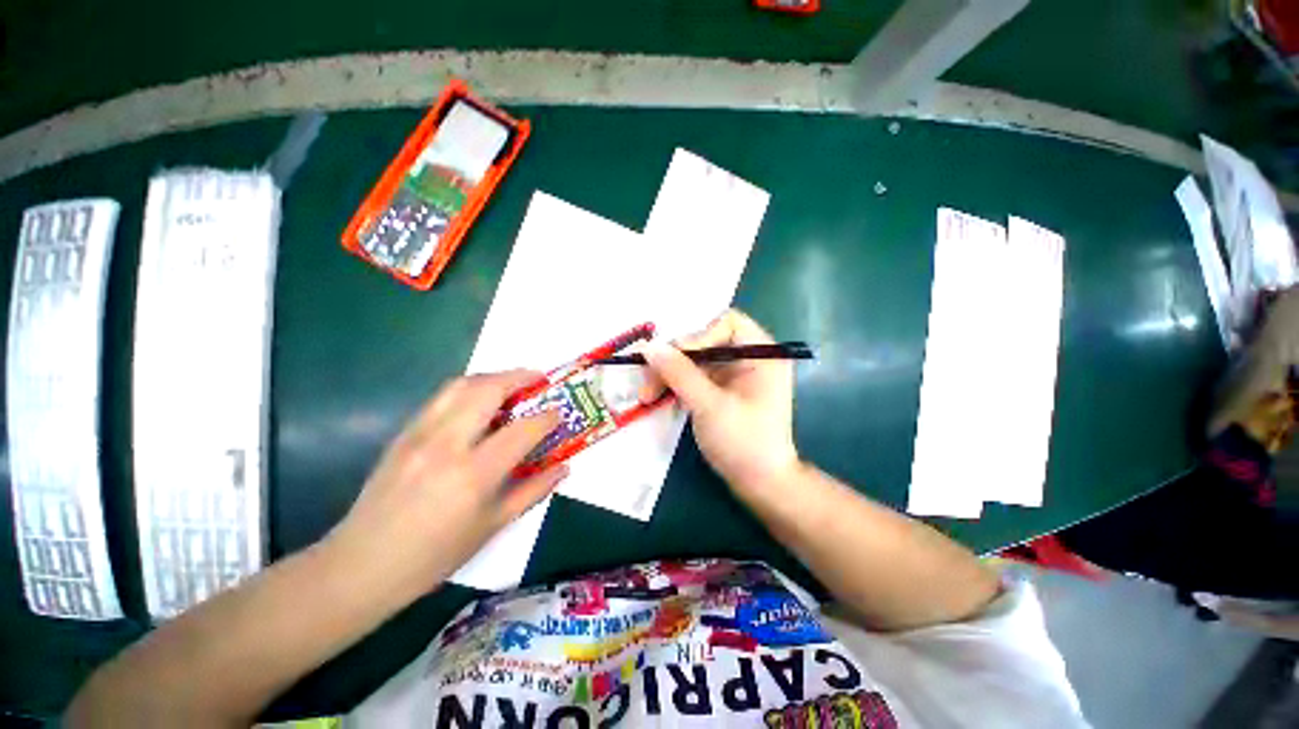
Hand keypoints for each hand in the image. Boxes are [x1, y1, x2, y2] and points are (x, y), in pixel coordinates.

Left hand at [327, 371, 565, 597]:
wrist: (362, 565)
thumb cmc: (435, 554)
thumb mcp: (493, 526)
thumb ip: (534, 490)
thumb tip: (564, 468)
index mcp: (473, 474)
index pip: (522, 430)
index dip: (547, 417)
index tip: (560, 412)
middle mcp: (446, 444)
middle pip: (488, 390)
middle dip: (520, 377)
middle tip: (539, 379)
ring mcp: (420, 434)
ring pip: (461, 385)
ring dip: (493, 377)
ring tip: (512, 384)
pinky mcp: (403, 433)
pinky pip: (442, 397)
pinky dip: (469, 389)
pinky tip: (479, 403)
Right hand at [641, 309, 799, 495]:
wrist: (761, 485)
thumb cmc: (744, 443)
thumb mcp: (709, 405)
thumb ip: (679, 373)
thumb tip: (648, 346)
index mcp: (761, 353)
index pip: (727, 322)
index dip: (698, 335)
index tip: (674, 357)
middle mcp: (749, 358)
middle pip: (705, 341)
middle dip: (674, 359)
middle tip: (647, 380)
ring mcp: (734, 375)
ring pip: (695, 360)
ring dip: (669, 374)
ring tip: (646, 395)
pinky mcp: (722, 390)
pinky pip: (695, 377)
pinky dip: (676, 385)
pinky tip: (658, 397)